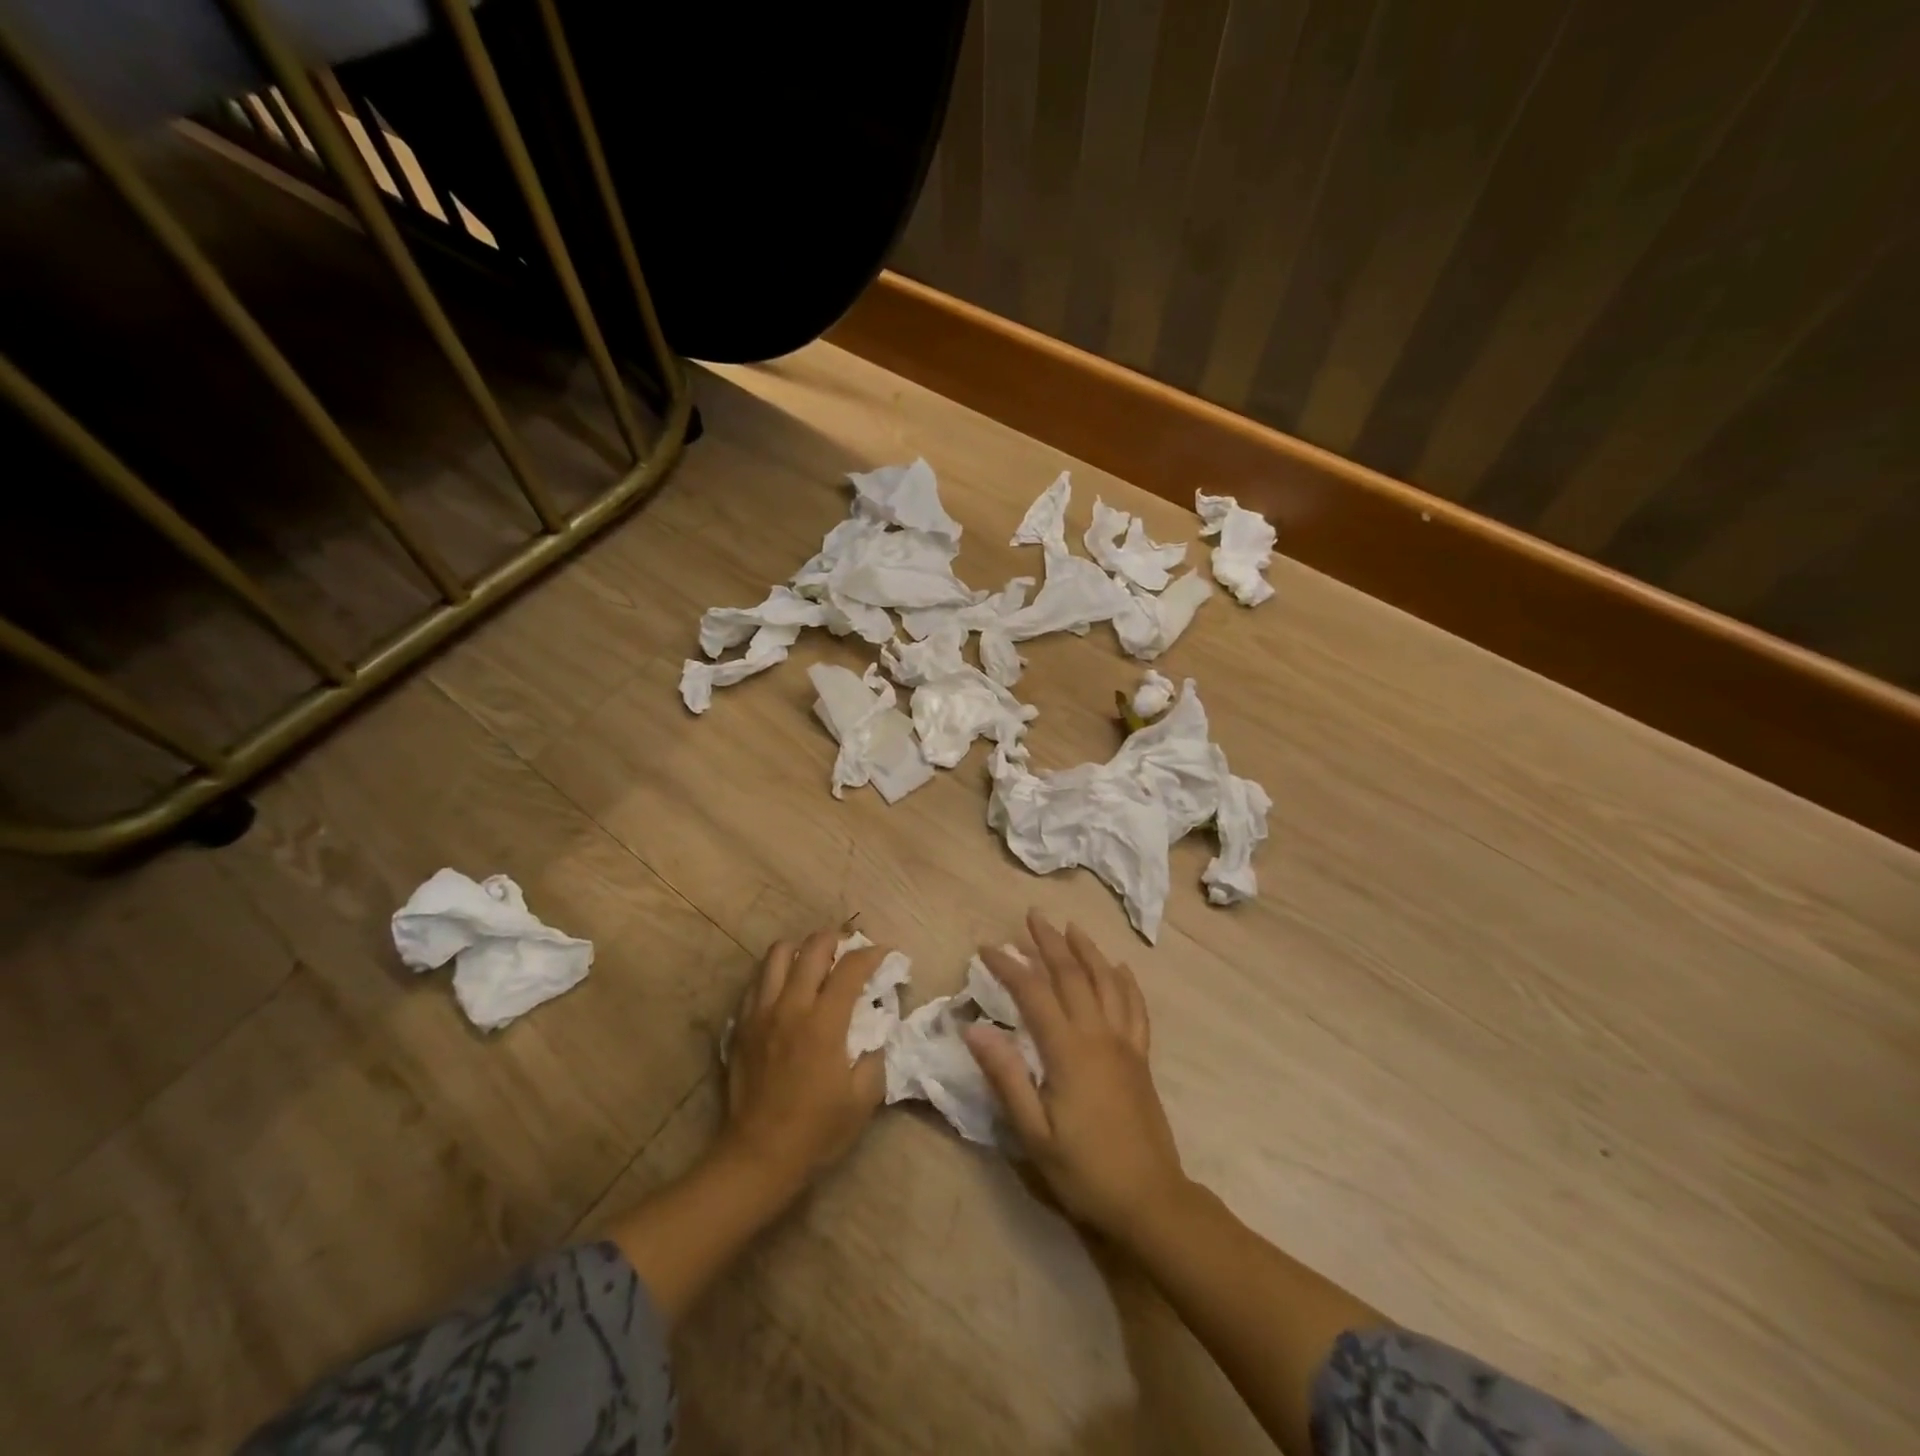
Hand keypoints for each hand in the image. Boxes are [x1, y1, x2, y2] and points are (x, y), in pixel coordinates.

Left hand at [720, 929, 888, 1196]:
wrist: (758, 1157)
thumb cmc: (817, 1131)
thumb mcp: (864, 1097)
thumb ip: (876, 1053)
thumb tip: (878, 1026)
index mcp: (824, 1022)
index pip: (851, 968)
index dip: (872, 954)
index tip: (884, 953)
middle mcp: (791, 1006)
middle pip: (812, 948)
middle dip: (836, 939)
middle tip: (850, 948)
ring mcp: (761, 1013)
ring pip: (777, 954)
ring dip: (801, 950)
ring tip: (815, 962)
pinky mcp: (741, 1025)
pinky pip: (757, 981)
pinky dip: (775, 974)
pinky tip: (786, 989)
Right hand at [966, 911, 1190, 1246]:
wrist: (1150, 1200)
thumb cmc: (1084, 1171)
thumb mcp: (1034, 1133)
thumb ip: (1005, 1077)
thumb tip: (975, 1029)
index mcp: (1068, 1050)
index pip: (1033, 993)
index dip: (1008, 966)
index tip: (986, 947)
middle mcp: (1098, 1035)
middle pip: (1072, 975)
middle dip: (1049, 943)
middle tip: (1032, 916)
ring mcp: (1125, 1043)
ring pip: (1107, 982)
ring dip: (1087, 951)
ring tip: (1071, 928)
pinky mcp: (1141, 1057)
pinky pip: (1136, 1007)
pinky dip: (1125, 982)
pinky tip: (1119, 968)